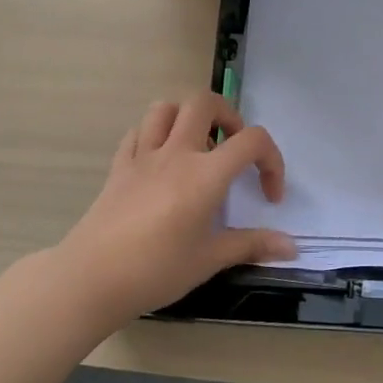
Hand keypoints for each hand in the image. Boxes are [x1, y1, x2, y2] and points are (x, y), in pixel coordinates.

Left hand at [56, 93, 293, 324]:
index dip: (272, 161)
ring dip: (187, 117)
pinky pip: (137, 132)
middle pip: (204, 102)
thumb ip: (252, 245)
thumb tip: (292, 248)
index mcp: (205, 174)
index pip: (252, 141)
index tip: (268, 195)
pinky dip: (154, 135)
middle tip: (233, 148)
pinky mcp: (119, 167)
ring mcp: (143, 156)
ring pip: (165, 108)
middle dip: (228, 116)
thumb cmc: (156, 270)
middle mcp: (176, 153)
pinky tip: (160, 161)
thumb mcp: (209, 260)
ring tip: (197, 146)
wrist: (90, 279)